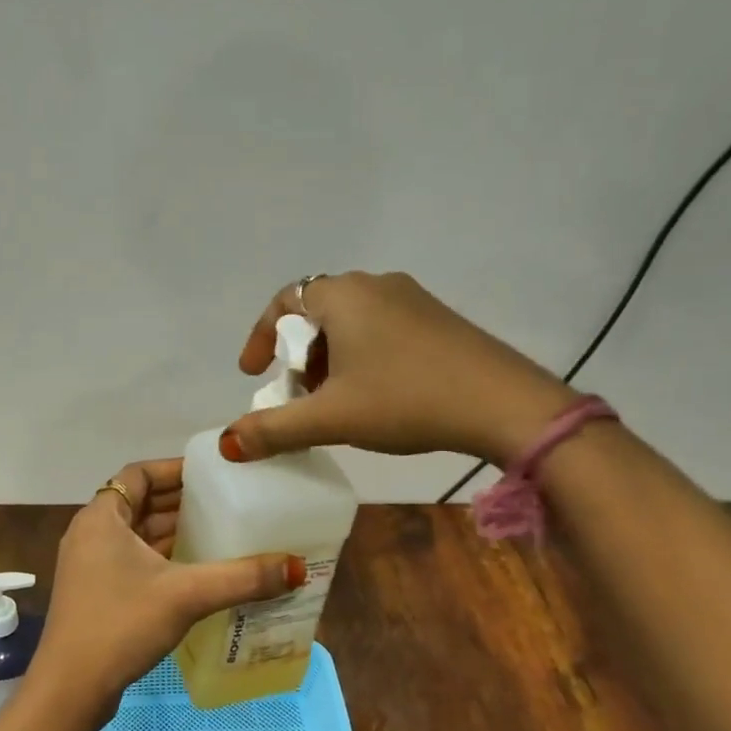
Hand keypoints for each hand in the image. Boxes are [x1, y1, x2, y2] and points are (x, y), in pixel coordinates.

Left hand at [28, 458, 304, 720]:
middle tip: (225, 502)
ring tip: (219, 532)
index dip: (174, 469)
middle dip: (180, 502)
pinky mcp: (95, 593)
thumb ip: (241, 578)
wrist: (70, 689)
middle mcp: (91, 533)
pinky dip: (161, 558)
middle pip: (139, 503)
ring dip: (172, 532)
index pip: (138, 474)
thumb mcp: (186, 595)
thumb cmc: (121, 624)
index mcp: (101, 517)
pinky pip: (132, 560)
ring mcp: (90, 565)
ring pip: (136, 535)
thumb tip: (296, 567)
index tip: (211, 474)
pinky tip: (195, 571)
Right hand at [220, 272, 575, 467]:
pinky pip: (382, 328)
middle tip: (299, 395)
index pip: (285, 301)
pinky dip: (362, 356)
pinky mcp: (438, 319)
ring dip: (331, 358)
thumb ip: (274, 429)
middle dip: (299, 355)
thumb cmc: (406, 399)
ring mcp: (412, 298)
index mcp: (343, 295)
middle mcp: (375, 285)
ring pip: (351, 322)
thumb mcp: (332, 418)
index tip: (255, 375)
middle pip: (317, 313)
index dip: (261, 337)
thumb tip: (227, 445)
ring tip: (336, 401)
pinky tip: (377, 395)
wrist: (504, 404)